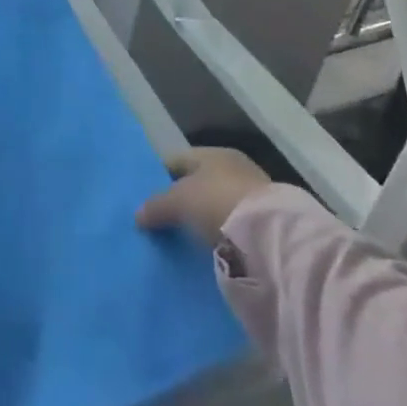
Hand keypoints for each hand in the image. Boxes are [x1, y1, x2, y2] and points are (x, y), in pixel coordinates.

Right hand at [135, 147, 271, 243]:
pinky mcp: (263, 226)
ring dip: (201, 222)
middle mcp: (234, 169)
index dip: (160, 177)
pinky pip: (230, 229)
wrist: (269, 237)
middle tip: (161, 222)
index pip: (179, 161)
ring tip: (181, 241)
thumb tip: (137, 214)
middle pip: (198, 185)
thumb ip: (157, 205)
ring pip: (215, 208)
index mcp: (214, 153)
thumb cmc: (218, 202)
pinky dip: (218, 238)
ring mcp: (252, 197)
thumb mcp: (180, 200)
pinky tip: (206, 252)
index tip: (146, 198)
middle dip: (181, 202)